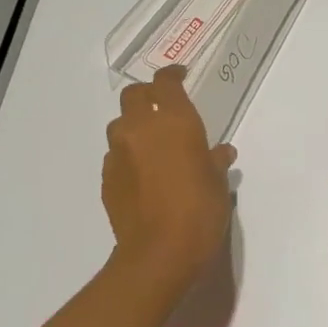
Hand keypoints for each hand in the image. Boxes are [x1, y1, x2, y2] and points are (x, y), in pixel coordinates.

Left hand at [103, 67, 235, 288]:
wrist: (160, 251)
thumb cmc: (200, 210)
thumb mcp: (218, 182)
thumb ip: (215, 160)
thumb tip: (220, 152)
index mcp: (174, 121)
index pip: (165, 82)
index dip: (171, 75)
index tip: (180, 75)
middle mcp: (141, 128)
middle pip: (134, 95)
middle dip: (147, 95)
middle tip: (163, 106)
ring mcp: (119, 153)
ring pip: (120, 124)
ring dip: (134, 125)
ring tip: (151, 142)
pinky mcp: (107, 178)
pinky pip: (116, 155)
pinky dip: (128, 155)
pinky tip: (142, 173)